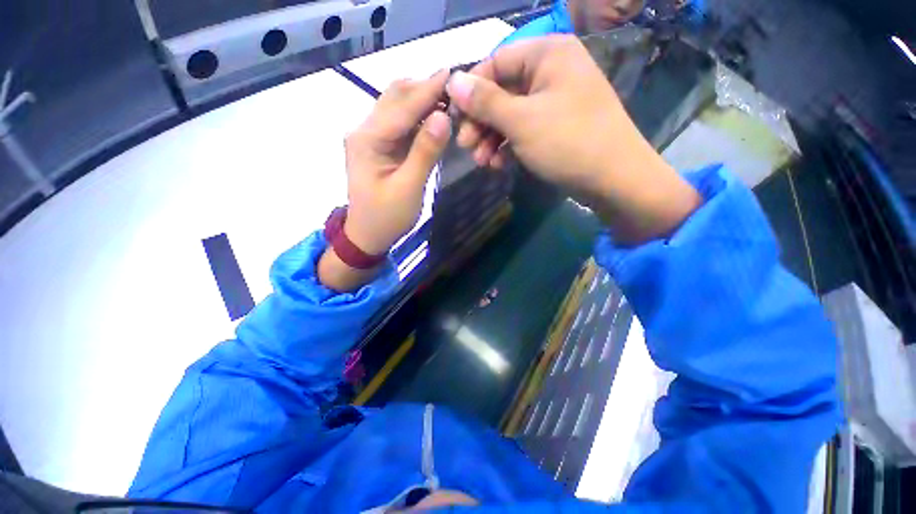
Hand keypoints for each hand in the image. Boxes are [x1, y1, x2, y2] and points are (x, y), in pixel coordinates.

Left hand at [319, 71, 450, 291]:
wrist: (368, 235)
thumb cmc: (387, 217)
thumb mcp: (409, 188)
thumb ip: (425, 152)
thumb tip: (443, 116)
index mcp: (368, 139)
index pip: (403, 106)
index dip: (429, 89)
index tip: (454, 73)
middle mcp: (365, 130)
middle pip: (396, 97)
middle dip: (426, 89)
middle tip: (457, 88)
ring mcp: (371, 137)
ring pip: (397, 106)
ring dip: (422, 99)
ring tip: (450, 99)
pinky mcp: (379, 145)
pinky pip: (400, 123)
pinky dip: (418, 116)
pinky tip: (435, 117)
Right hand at [446, 36, 700, 243]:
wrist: (614, 180)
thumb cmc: (568, 142)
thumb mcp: (521, 121)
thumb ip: (485, 101)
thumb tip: (452, 81)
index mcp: (547, 54)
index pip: (495, 63)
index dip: (472, 91)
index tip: (455, 119)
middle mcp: (551, 71)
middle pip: (501, 91)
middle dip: (481, 122)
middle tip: (466, 147)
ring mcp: (554, 100)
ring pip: (510, 115)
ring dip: (491, 139)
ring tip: (481, 162)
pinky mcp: (554, 126)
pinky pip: (523, 130)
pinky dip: (507, 146)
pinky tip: (498, 164)